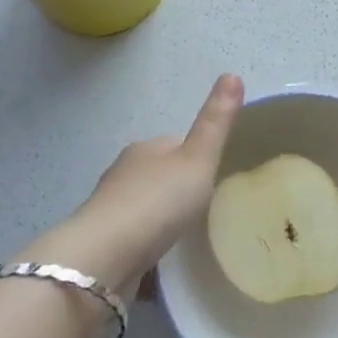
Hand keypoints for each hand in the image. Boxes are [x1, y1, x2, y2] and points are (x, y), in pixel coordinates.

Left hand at [23, 74, 242, 295]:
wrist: (105, 258)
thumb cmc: (157, 202)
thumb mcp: (198, 159)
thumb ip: (216, 122)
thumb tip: (232, 73)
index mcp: (145, 149)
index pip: (176, 145)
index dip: (197, 157)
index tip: (216, 175)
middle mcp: (123, 174)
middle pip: (159, 176)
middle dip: (178, 191)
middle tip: (207, 211)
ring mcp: (110, 211)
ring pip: (144, 209)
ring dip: (161, 220)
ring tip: (188, 239)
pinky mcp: (105, 245)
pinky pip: (134, 240)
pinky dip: (148, 246)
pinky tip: (162, 263)